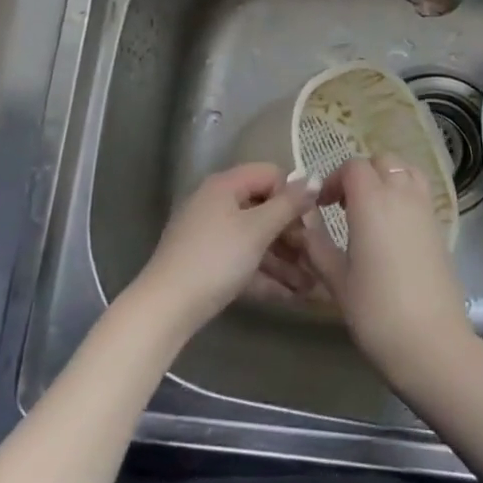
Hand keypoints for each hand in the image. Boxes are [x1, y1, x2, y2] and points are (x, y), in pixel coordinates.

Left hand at [134, 163, 320, 335]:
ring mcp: (210, 235)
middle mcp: (216, 203)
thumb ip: (289, 204)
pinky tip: (291, 296)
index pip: (270, 174)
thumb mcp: (258, 229)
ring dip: (285, 260)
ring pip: (256, 240)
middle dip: (293, 235)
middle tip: (316, 257)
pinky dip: (266, 275)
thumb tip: (315, 178)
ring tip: (311, 285)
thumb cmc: (216, 258)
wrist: (166, 308)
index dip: (293, 195)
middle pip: (265, 209)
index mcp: (225, 186)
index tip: (312, 222)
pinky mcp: (208, 263)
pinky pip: (244, 261)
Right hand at [298, 157, 473, 385]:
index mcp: (372, 202)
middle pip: (383, 161)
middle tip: (346, 205)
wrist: (430, 341)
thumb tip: (304, 224)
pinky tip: (393, 228)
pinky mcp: (440, 227)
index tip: (324, 206)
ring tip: (372, 209)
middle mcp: (402, 195)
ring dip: (387, 178)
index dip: (335, 179)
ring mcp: (426, 209)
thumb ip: (317, 245)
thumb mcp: (336, 280)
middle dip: (361, 174)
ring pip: (407, 170)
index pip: (353, 167)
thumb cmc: (376, 311)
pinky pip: (421, 192)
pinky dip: (406, 193)